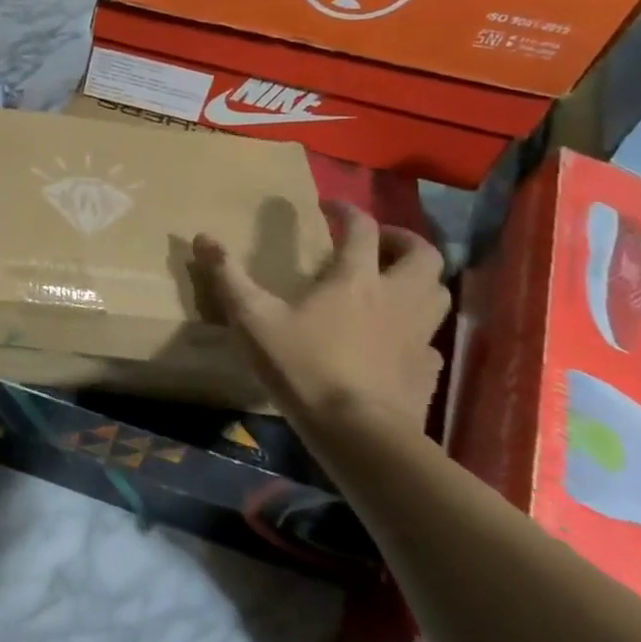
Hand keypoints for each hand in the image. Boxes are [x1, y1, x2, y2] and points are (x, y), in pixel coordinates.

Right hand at [194, 203, 449, 436]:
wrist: (358, 433)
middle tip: (375, 244)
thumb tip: (202, 236)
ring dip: (419, 280)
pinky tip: (397, 341)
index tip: (330, 207)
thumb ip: (228, 277)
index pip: (361, 227)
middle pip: (422, 253)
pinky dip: (417, 330)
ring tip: (392, 285)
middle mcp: (397, 296)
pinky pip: (431, 339)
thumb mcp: (254, 320)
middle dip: (401, 239)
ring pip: (438, 292)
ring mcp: (418, 334)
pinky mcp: (427, 369)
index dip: (347, 210)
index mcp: (356, 278)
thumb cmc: (304, 367)